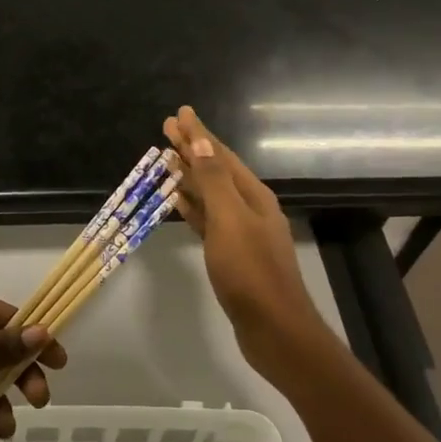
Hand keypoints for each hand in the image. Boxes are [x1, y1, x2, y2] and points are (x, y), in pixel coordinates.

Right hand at [164, 106, 327, 376]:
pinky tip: (178, 201)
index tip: (179, 113)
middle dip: (192, 150)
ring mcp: (241, 232)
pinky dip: (192, 207)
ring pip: (210, 195)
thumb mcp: (230, 220)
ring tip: (167, 160)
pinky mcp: (231, 255)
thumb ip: (214, 181)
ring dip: (190, 176)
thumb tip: (200, 142)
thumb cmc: (251, 272)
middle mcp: (249, 208)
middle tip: (166, 129)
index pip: (220, 155)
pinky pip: (207, 220)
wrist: (274, 328)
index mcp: (252, 195)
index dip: (198, 134)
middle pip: (215, 171)